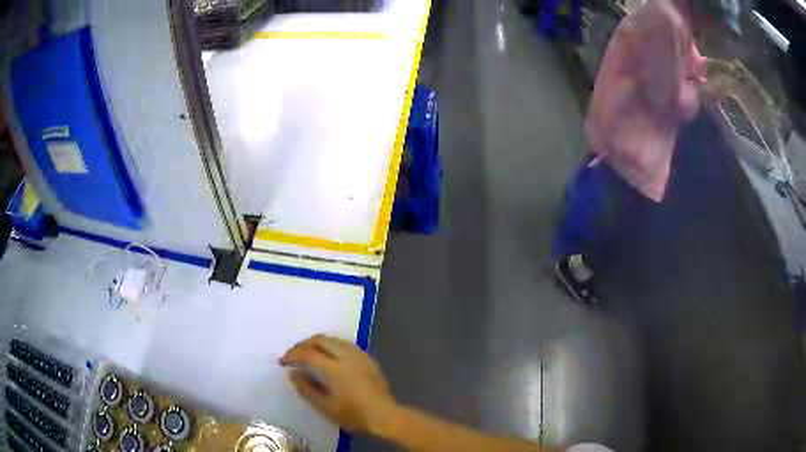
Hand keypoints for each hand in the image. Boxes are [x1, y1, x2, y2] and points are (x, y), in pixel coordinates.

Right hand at [279, 335, 397, 433]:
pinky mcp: (367, 358)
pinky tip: (328, 358)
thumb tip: (293, 373)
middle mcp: (348, 356)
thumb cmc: (354, 415)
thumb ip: (306, 389)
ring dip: (317, 344)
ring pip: (333, 339)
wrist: (385, 416)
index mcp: (336, 368)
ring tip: (308, 356)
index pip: (308, 353)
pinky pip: (344, 344)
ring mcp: (360, 355)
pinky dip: (331, 346)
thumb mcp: (325, 407)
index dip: (292, 354)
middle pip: (320, 339)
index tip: (282, 362)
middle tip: (293, 356)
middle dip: (303, 345)